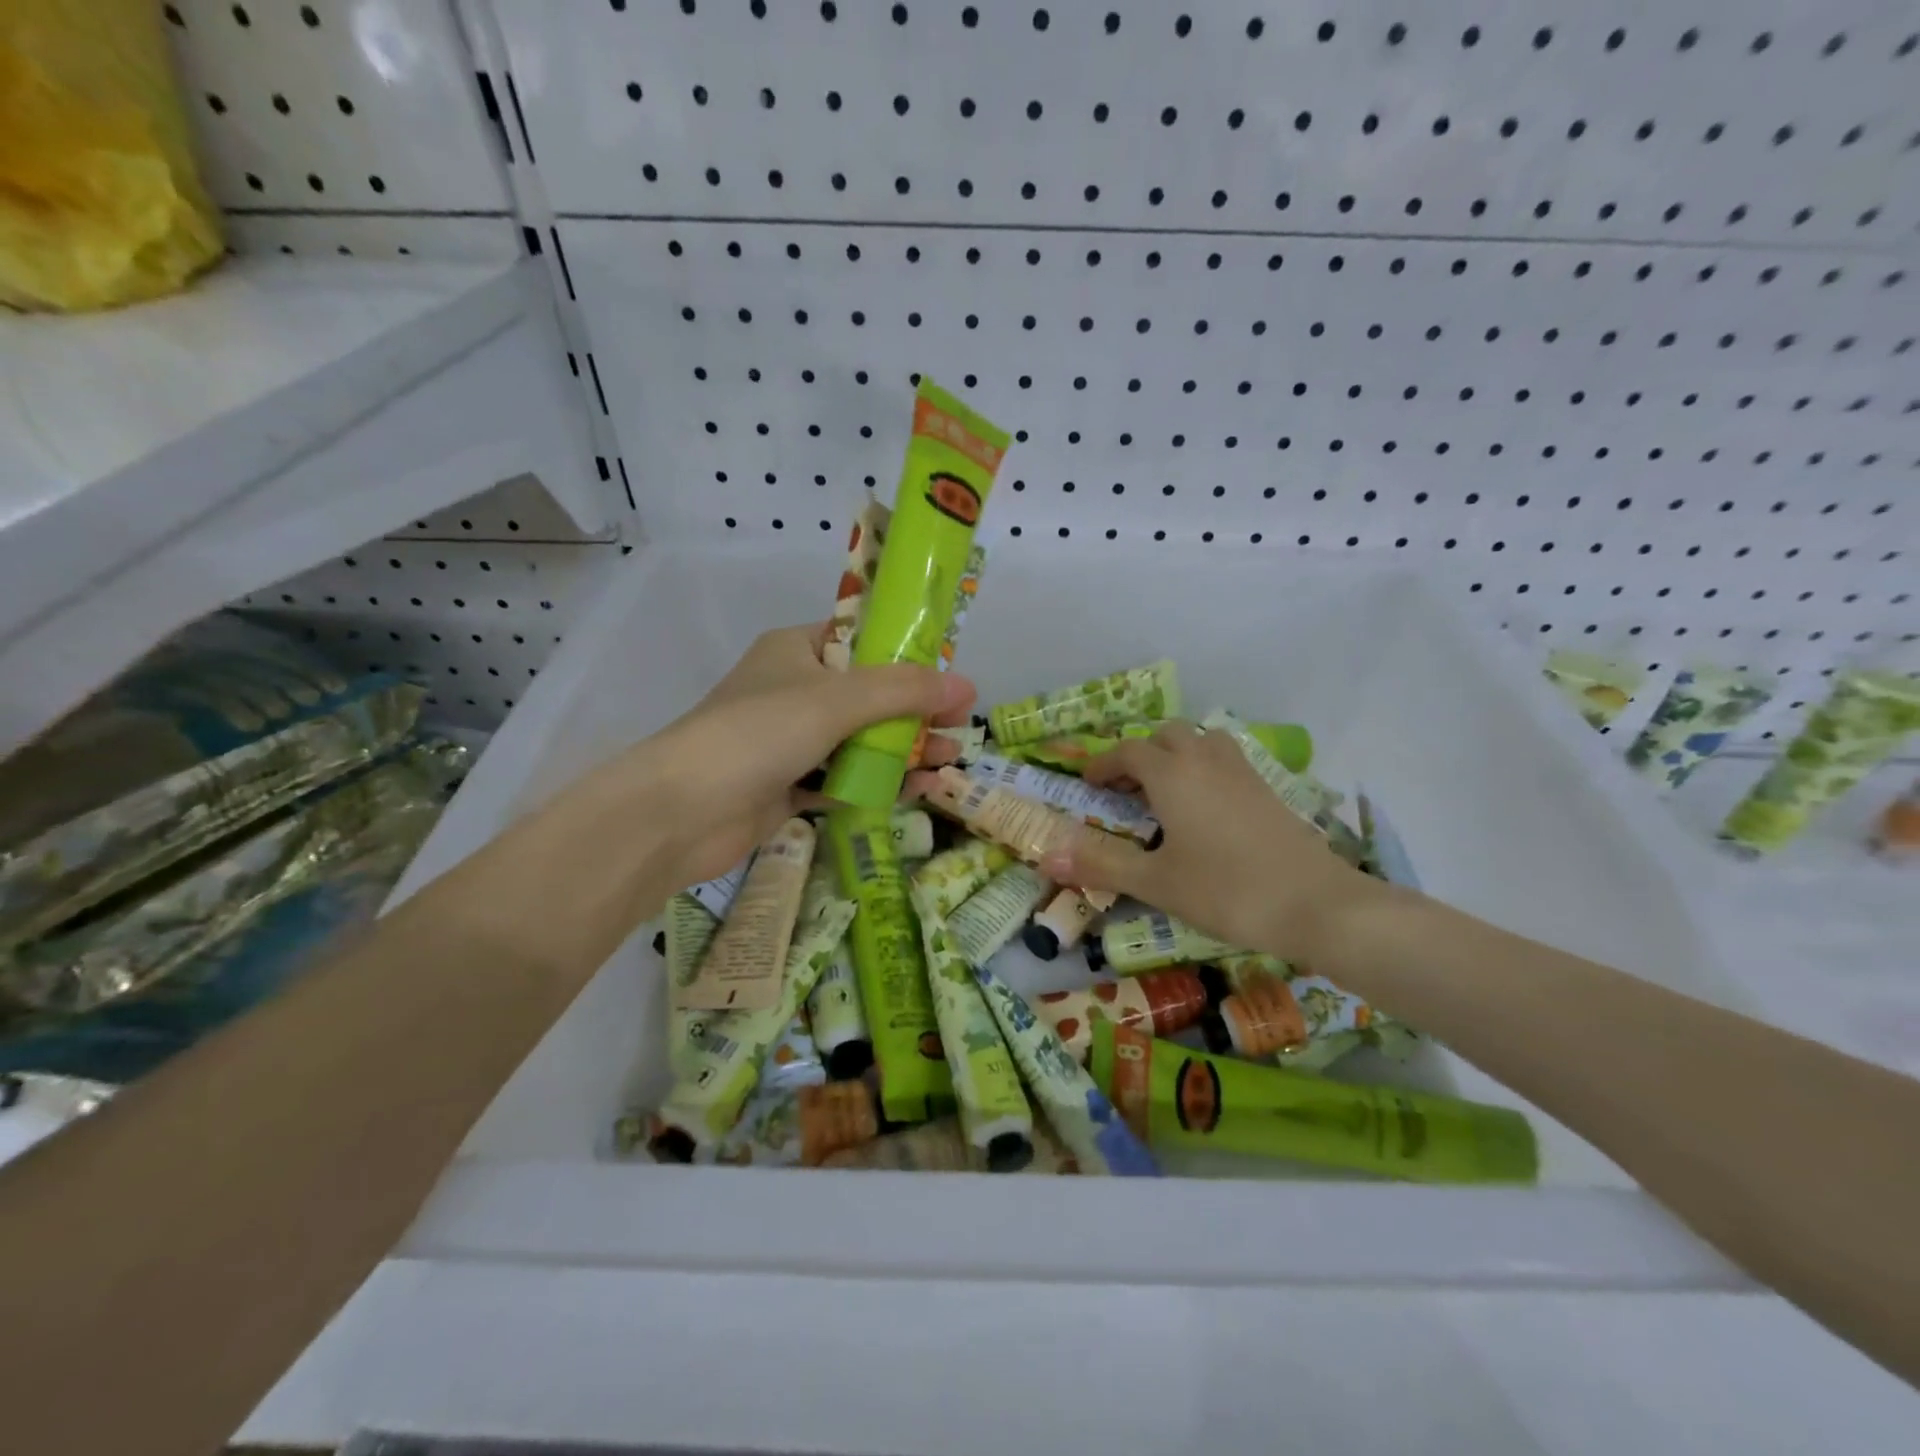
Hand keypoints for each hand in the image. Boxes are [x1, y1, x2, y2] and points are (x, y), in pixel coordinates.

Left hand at [642, 623, 975, 885]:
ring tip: (948, 762)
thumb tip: (966, 687)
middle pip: (868, 695)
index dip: (907, 655)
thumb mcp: (837, 700)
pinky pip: (844, 777)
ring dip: (903, 750)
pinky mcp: (788, 785)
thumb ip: (903, 691)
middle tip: (959, 726)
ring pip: (859, 739)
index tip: (948, 676)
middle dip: (914, 711)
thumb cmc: (758, 733)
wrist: (681, 812)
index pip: (861, 640)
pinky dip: (878, 782)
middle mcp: (794, 690)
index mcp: (796, 650)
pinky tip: (919, 791)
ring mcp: (790, 741)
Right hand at [1035, 722, 1382, 964]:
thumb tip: (1045, 856)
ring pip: (1201, 741)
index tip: (1088, 785)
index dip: (1103, 765)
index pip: (1128, 752)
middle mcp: (1205, 760)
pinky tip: (1206, 810)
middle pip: (1166, 736)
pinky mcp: (1268, 788)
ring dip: (1176, 756)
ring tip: (1165, 793)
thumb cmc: (1226, 891)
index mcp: (1172, 775)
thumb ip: (1100, 864)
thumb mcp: (1155, 882)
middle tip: (1127, 791)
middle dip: (1140, 755)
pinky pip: (1225, 760)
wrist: (1317, 904)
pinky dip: (1204, 769)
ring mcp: (1242, 771)